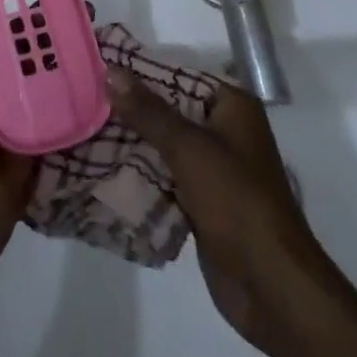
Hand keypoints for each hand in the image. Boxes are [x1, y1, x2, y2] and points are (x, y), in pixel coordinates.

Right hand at [107, 69, 336, 354]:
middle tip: (85, 100)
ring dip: (132, 145)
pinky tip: (104, 171)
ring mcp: (216, 170)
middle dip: (131, 111)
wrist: (272, 287)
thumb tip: (111, 70)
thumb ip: (148, 111)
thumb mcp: (188, 148)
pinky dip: (142, 176)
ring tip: (85, 131)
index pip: (178, 76)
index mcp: (232, 106)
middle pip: (170, 111)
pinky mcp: (205, 204)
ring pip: (165, 146)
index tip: (100, 68)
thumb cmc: (236, 201)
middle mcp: (226, 131)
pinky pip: (167, 179)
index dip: (140, 73)